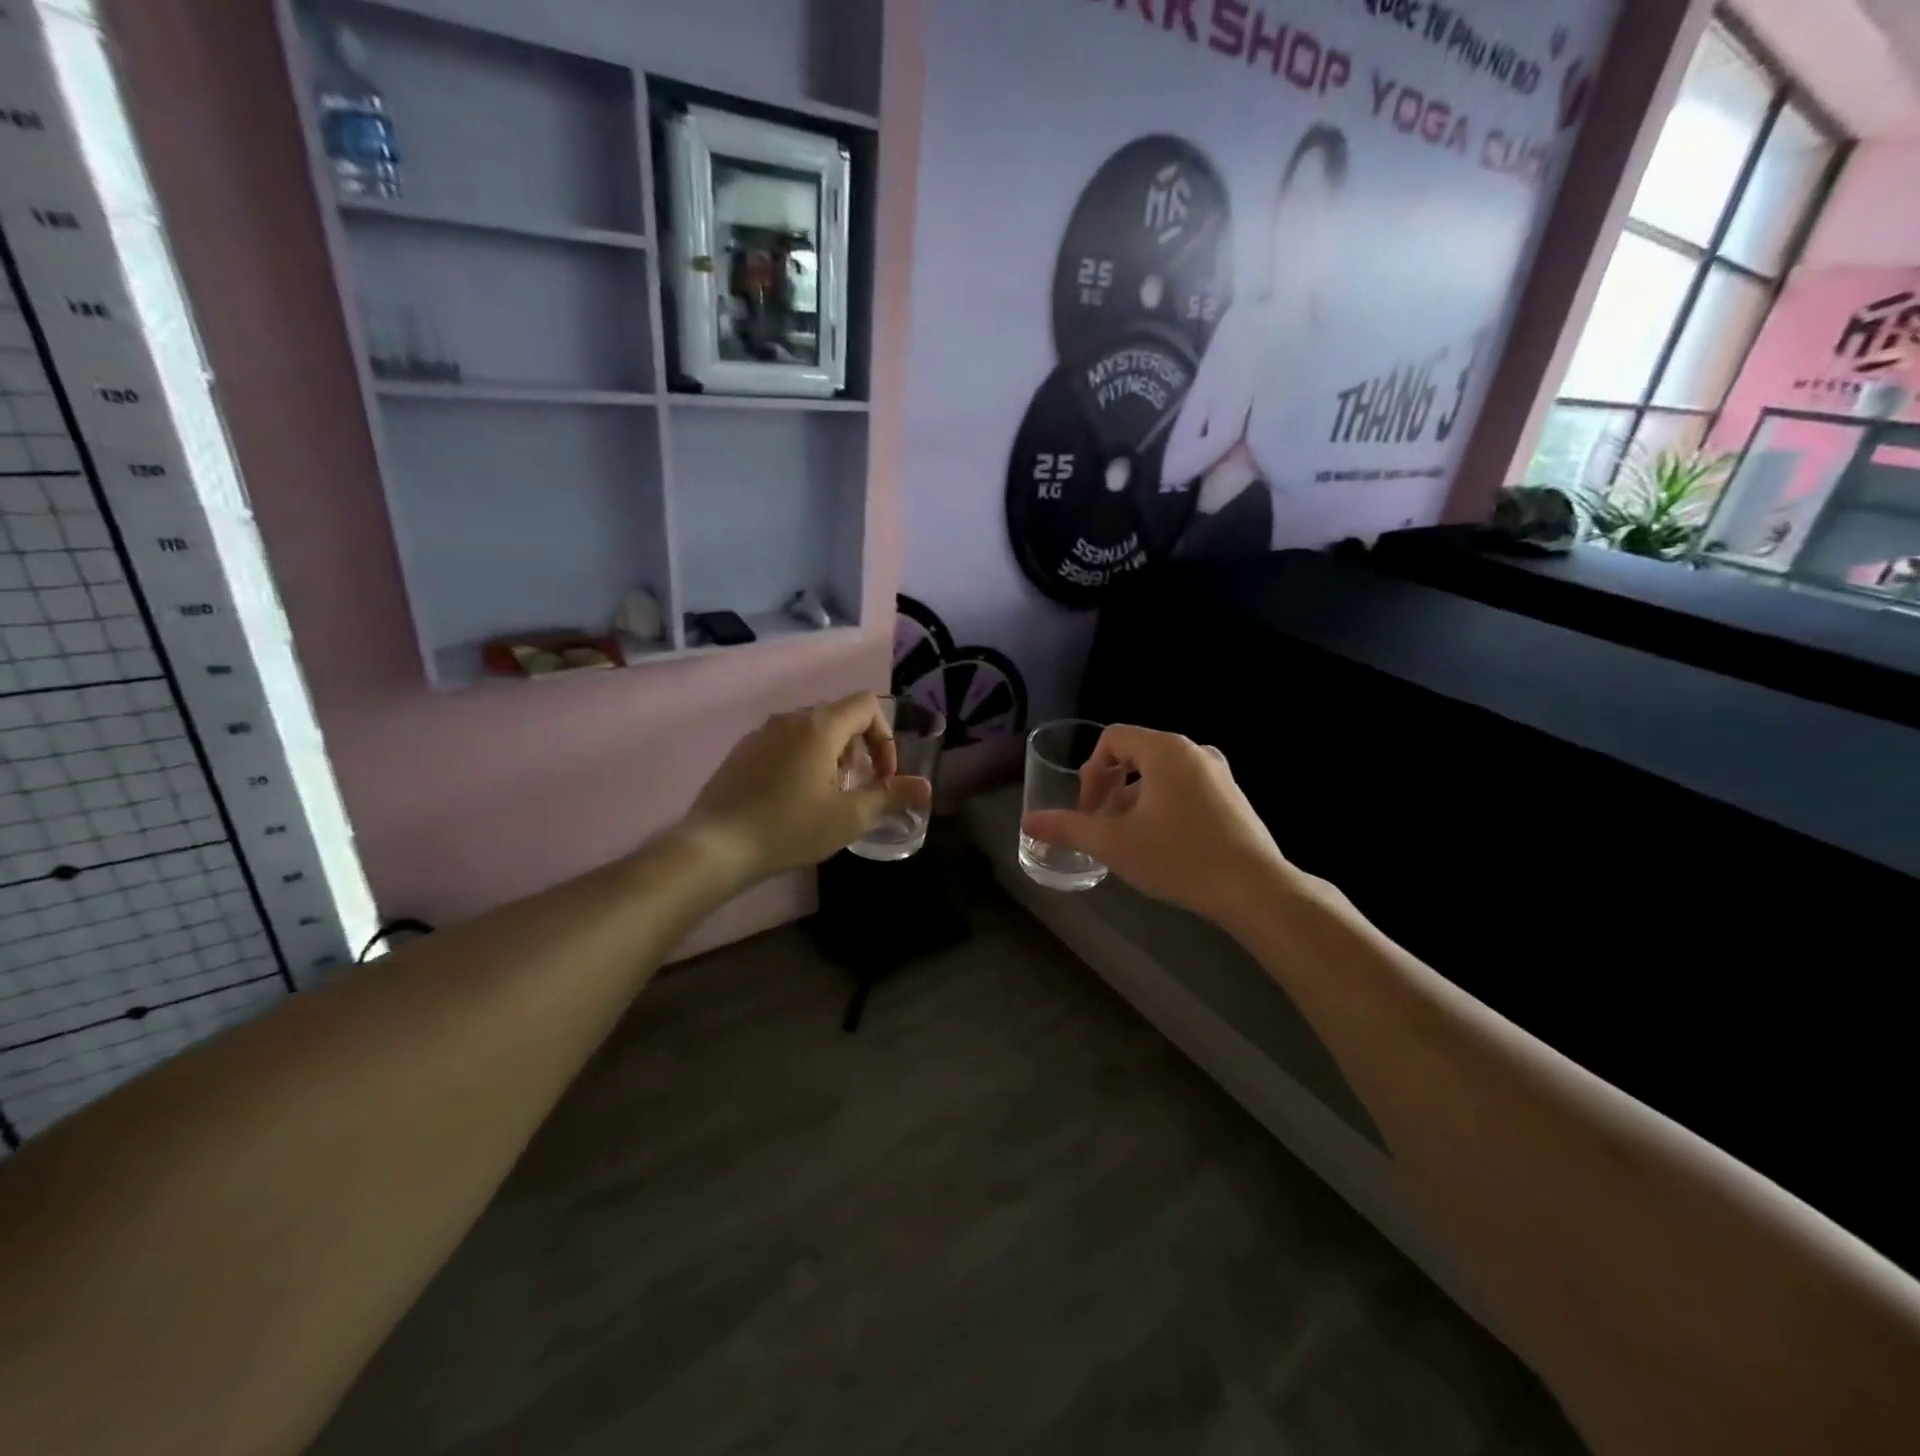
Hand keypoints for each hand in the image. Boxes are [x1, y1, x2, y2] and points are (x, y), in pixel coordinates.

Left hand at [681, 694, 930, 885]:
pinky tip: (792, 801)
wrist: (715, 847)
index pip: (867, 705)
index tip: (882, 775)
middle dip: (859, 750)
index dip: (885, 736)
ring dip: (831, 756)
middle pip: (839, 717)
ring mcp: (760, 734)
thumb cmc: (790, 827)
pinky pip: (784, 744)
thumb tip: (926, 787)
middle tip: (856, 790)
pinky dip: (801, 761)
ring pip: (810, 731)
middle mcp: (790, 718)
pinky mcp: (741, 753)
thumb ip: (890, 796)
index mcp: (820, 725)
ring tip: (826, 798)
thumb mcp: (849, 817)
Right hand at [1021, 725, 1289, 923]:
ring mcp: (1218, 774)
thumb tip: (1028, 822)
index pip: (1112, 739)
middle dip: (1110, 788)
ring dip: (1134, 801)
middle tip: (1102, 826)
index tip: (1088, 810)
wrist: (1255, 890)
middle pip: (1136, 754)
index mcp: (1166, 750)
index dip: (1090, 772)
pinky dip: (1162, 807)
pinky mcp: (1233, 798)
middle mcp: (1194, 751)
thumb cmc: (1179, 857)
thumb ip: (1068, 828)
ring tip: (1129, 840)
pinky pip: (1184, 789)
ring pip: (1160, 775)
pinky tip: (1163, 846)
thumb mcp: (1114, 843)